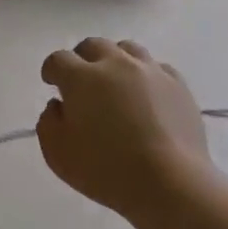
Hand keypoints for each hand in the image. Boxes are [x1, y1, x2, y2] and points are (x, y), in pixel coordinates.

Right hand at [36, 38, 213, 219]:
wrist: (169, 182)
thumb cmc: (105, 169)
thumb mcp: (57, 153)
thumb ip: (49, 122)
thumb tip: (59, 105)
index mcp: (81, 78)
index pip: (59, 60)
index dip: (51, 70)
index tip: (51, 83)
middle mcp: (116, 64)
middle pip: (93, 46)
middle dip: (82, 59)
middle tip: (81, 81)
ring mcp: (151, 71)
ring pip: (127, 49)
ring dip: (115, 61)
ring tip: (115, 83)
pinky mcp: (179, 85)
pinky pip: (157, 68)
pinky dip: (145, 75)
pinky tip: (145, 94)